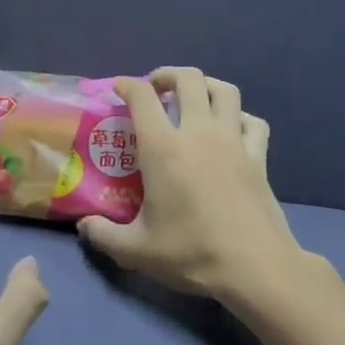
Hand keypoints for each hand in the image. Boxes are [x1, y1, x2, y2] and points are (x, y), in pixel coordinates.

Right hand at [78, 68, 296, 301]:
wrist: (256, 269)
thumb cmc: (192, 253)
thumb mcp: (136, 250)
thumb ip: (103, 235)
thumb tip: (85, 225)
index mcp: (163, 148)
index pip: (142, 96)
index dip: (127, 85)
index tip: (118, 89)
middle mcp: (199, 133)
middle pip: (188, 79)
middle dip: (167, 75)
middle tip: (156, 90)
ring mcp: (233, 142)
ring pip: (225, 90)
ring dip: (206, 86)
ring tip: (193, 98)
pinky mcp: (259, 158)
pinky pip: (252, 122)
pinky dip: (239, 117)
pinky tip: (231, 130)